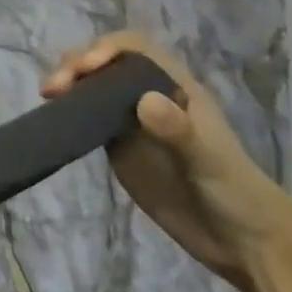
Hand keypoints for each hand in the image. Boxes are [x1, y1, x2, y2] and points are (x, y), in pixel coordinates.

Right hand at [42, 32, 291, 290]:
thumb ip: (179, 131)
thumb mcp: (210, 162)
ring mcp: (132, 121)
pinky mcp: (119, 146)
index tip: (86, 68)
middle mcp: (150, 96)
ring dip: (68, 83)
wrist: (242, 243)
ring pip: (93, 85)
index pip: (134, 49)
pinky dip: (69, 110)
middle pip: (107, 62)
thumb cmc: (235, 194)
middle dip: (77, 64)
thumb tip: (143, 100)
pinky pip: (88, 116)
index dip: (107, 49)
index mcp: (175, 88)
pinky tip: (55, 119)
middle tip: (54, 89)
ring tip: (48, 98)